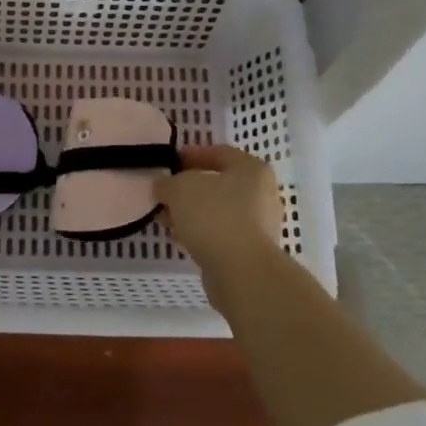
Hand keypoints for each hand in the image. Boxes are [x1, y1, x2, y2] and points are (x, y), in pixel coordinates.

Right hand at [155, 146, 286, 305]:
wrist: (241, 272)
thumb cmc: (214, 216)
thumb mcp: (179, 189)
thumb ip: (167, 183)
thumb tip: (163, 187)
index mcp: (252, 169)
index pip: (219, 153)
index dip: (191, 155)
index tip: (168, 163)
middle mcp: (262, 194)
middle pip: (219, 184)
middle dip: (188, 188)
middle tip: (164, 193)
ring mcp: (259, 225)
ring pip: (218, 211)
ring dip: (191, 213)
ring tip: (165, 218)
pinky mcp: (251, 252)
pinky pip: (220, 234)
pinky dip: (200, 233)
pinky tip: (179, 238)